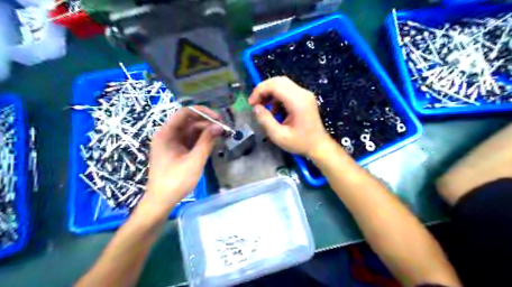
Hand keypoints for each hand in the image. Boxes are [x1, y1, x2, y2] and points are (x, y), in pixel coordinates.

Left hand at [145, 107, 222, 213]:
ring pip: (191, 130)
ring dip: (205, 131)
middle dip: (206, 123)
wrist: (161, 201)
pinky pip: (190, 140)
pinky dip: (201, 140)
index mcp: (166, 133)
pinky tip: (212, 142)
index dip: (202, 112)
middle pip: (189, 121)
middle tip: (223, 128)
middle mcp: (168, 134)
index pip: (185, 113)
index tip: (218, 119)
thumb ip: (207, 142)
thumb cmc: (176, 181)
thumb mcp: (194, 161)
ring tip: (221, 135)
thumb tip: (219, 126)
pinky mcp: (176, 150)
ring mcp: (172, 143)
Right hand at [250, 77, 334, 155]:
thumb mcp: (279, 136)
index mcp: (298, 102)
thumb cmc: (300, 143)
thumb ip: (265, 120)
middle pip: (279, 81)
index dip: (260, 91)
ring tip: (263, 107)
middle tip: (255, 103)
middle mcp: (303, 93)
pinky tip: (273, 109)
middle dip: (263, 89)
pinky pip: (287, 90)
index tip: (251, 104)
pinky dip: (277, 96)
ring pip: (283, 84)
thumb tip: (256, 107)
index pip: (275, 85)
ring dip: (270, 92)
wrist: (319, 146)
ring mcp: (305, 94)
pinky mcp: (305, 97)